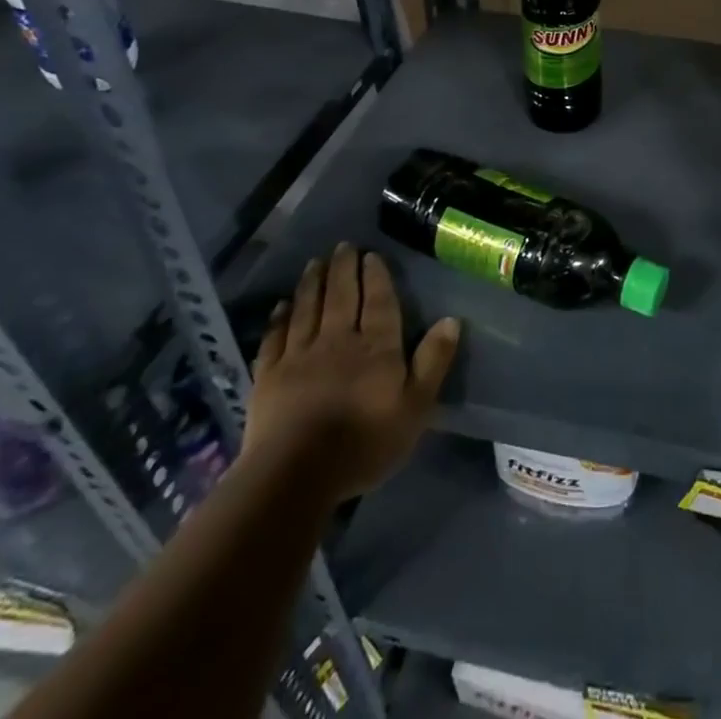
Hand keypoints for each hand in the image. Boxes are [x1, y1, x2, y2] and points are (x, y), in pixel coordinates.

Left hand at [243, 244, 459, 498]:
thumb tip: (452, 320)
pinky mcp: (268, 377)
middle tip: (343, 246)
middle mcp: (337, 340)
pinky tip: (281, 306)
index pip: (378, 301)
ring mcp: (299, 356)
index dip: (375, 276)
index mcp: (376, 346)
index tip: (371, 255)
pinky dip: (279, 318)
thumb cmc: (364, 442)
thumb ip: (433, 361)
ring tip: (315, 262)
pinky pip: (275, 338)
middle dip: (343, 269)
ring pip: (308, 309)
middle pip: (341, 296)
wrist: (295, 475)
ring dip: (312, 283)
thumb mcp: (416, 407)